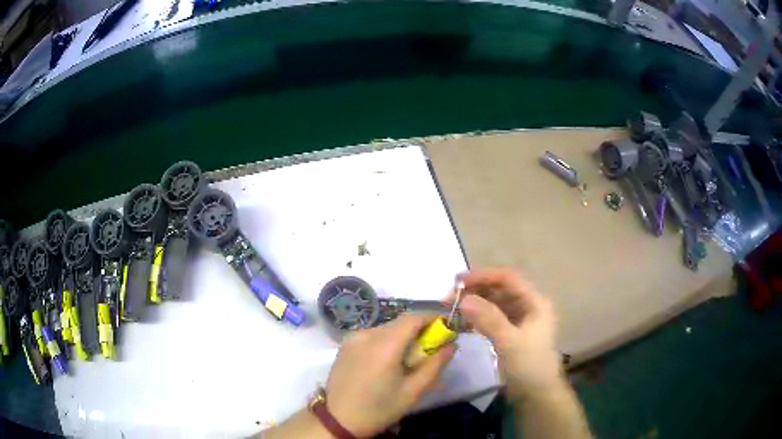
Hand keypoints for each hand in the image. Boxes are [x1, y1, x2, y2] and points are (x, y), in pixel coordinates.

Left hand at [325, 314, 455, 436]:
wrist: (338, 419)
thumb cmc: (379, 408)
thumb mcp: (413, 391)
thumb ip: (435, 365)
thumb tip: (451, 345)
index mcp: (385, 344)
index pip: (414, 317)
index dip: (433, 317)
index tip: (447, 327)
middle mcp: (367, 333)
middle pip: (400, 322)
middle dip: (419, 330)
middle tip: (430, 349)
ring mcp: (353, 337)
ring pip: (386, 329)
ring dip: (402, 337)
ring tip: (408, 359)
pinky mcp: (345, 344)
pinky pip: (372, 336)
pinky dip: (386, 342)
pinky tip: (387, 362)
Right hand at [457, 269, 561, 399]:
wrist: (536, 395)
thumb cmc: (529, 366)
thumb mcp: (510, 342)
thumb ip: (488, 319)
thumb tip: (463, 299)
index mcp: (535, 302)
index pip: (508, 279)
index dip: (483, 276)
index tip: (458, 281)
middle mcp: (528, 307)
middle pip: (500, 290)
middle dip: (475, 291)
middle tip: (449, 298)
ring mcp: (519, 321)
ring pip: (494, 304)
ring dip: (474, 304)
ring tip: (451, 310)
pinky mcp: (510, 334)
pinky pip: (492, 319)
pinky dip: (477, 319)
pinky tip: (462, 323)